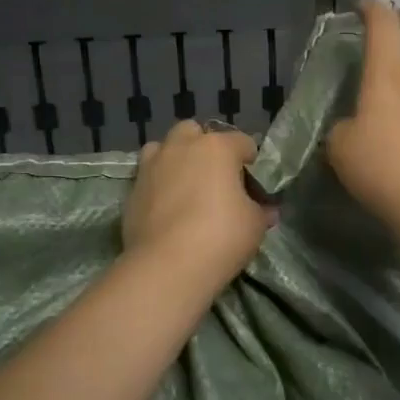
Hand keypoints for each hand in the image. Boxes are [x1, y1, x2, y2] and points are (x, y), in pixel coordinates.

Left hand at [122, 120, 273, 290]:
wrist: (167, 266)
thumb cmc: (221, 236)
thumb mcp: (255, 224)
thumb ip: (261, 210)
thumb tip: (266, 209)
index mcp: (217, 147)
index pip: (243, 142)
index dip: (251, 162)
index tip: (254, 185)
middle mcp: (182, 147)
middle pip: (194, 132)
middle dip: (205, 148)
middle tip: (215, 178)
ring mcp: (152, 166)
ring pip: (164, 148)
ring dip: (175, 159)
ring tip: (185, 186)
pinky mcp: (132, 190)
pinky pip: (148, 177)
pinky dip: (158, 185)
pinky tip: (167, 209)